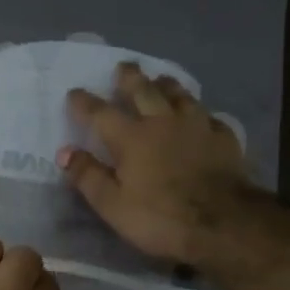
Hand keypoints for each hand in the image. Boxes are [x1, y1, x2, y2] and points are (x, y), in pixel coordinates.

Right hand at [59, 61, 255, 266]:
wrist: (224, 223)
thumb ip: (88, 176)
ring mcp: (196, 126)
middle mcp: (162, 122)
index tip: (74, 93)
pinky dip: (200, 113)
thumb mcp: (112, 205)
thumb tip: (65, 151)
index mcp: (131, 138)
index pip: (101, 113)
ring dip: (166, 84)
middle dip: (130, 77)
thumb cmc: (161, 217)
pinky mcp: (224, 138)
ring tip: (161, 79)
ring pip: (179, 95)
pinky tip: (201, 116)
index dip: (85, 102)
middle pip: (143, 90)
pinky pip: (209, 116)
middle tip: (123, 66)